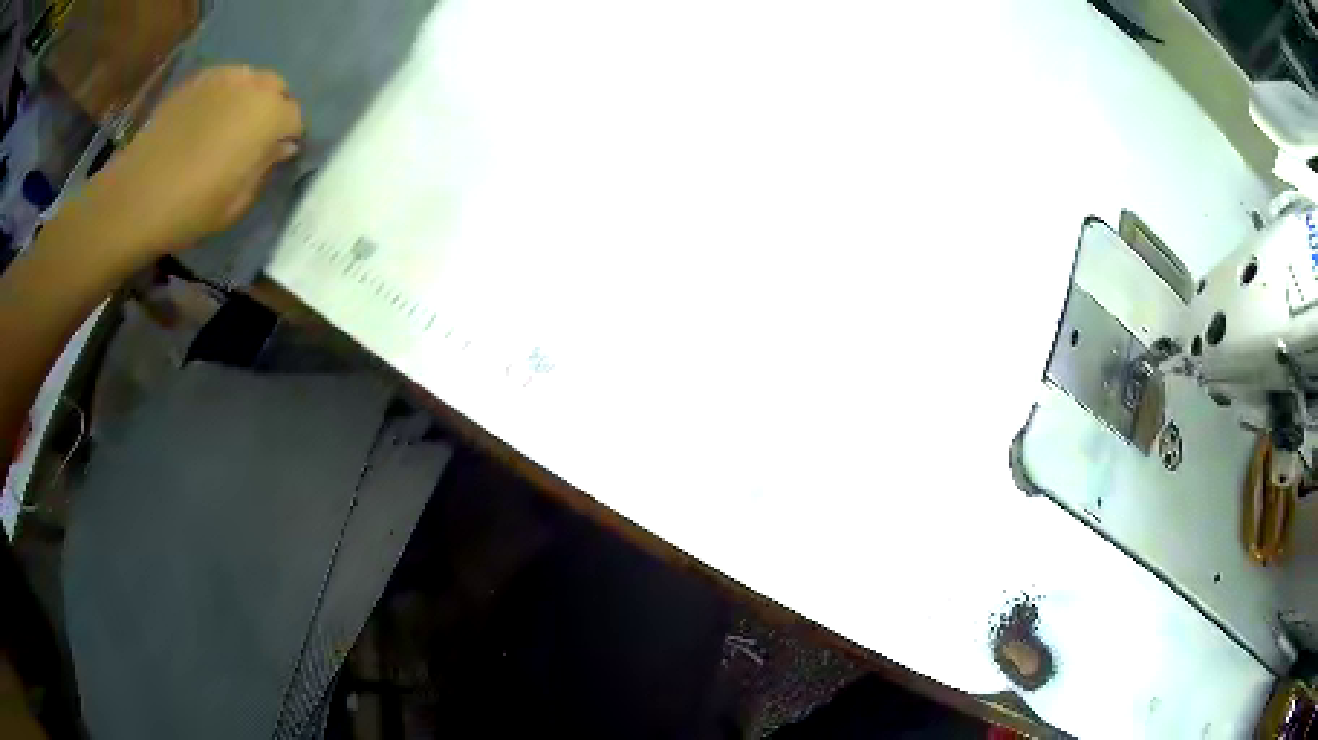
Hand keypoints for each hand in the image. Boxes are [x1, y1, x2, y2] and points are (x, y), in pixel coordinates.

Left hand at [74, 66, 303, 263]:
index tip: (276, 157)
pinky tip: (205, 122)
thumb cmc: (190, 209)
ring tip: (228, 127)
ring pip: (249, 80)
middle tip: (253, 140)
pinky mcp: (196, 81)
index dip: (288, 138)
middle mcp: (251, 86)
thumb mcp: (236, 203)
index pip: (295, 118)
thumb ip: (264, 168)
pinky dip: (222, 96)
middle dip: (272, 110)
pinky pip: (222, 81)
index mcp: (268, 116)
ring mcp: (222, 77)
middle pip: (276, 88)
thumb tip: (281, 147)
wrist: (136, 196)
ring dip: (248, 99)